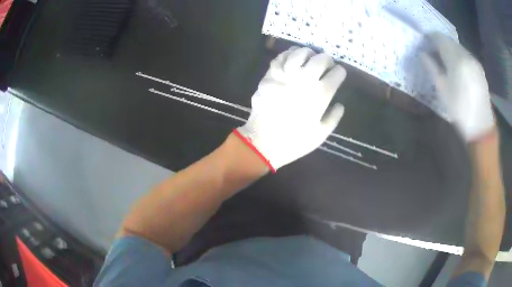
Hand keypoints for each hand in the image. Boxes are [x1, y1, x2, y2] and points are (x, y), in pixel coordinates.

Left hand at [233, 47, 345, 171]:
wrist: (263, 141)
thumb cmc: (294, 141)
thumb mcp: (321, 134)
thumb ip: (334, 117)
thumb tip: (340, 104)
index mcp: (320, 94)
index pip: (336, 74)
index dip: (340, 72)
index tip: (339, 74)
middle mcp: (304, 80)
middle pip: (320, 59)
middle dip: (327, 59)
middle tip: (327, 63)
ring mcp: (286, 75)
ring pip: (300, 53)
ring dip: (309, 52)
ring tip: (310, 56)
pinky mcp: (271, 74)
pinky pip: (281, 57)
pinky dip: (289, 54)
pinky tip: (293, 57)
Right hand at [422, 32, 494, 141]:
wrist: (481, 125)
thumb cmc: (460, 109)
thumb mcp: (442, 90)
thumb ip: (432, 68)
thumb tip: (423, 54)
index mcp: (456, 59)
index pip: (439, 38)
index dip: (430, 38)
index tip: (424, 43)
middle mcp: (466, 55)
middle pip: (449, 41)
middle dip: (440, 43)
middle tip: (433, 53)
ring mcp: (474, 61)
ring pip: (458, 47)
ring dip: (450, 50)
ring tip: (445, 61)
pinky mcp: (479, 68)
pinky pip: (466, 55)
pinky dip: (459, 56)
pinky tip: (457, 67)